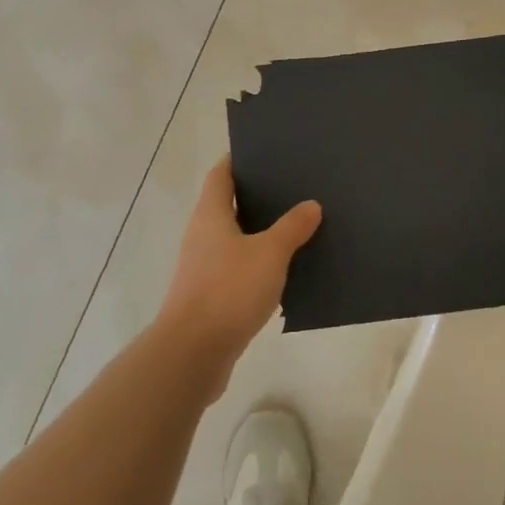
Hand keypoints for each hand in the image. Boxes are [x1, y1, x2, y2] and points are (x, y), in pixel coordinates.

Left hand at [154, 158, 321, 398]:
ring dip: (260, 232)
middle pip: (228, 204)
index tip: (266, 151)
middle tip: (293, 186)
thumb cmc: (229, 290)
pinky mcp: (210, 296)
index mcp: (211, 215)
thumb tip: (311, 205)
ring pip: (235, 238)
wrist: (193, 353)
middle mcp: (202, 235)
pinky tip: (285, 269)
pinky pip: (238, 268)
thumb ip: (292, 227)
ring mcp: (204, 267)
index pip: (221, 174)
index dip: (239, 159)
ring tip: (297, 224)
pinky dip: (258, 263)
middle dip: (257, 195)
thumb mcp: (270, 253)